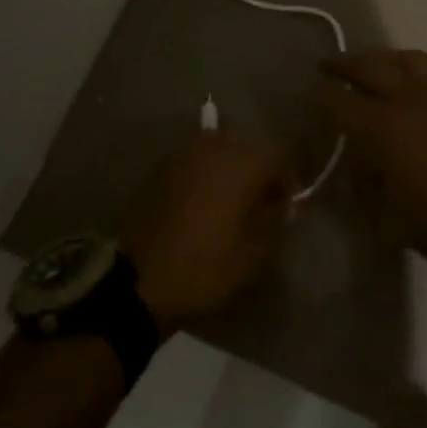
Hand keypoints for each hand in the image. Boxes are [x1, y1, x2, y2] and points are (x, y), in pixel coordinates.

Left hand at [120, 132, 291, 334]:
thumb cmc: (204, 268)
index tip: (286, 205)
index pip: (280, 156)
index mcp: (243, 164)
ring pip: (221, 148)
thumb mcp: (252, 255)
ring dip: (231, 168)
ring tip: (230, 200)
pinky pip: (196, 159)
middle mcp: (216, 147)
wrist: (138, 280)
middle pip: (250, 147)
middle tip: (260, 202)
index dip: (288, 179)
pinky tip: (202, 199)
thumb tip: (283, 204)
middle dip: (259, 170)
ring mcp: (185, 152)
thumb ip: (275, 221)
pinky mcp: (163, 165)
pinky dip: (206, 172)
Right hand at [320, 49, 426, 269]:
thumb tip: (352, 169)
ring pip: (402, 58)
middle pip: (370, 67)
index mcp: (382, 126)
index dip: (322, 95)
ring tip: (370, 63)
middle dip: (345, 64)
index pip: (340, 101)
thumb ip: (365, 188)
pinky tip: (406, 77)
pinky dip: (407, 64)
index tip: (311, 92)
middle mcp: (406, 98)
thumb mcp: (391, 219)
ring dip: (380, 57)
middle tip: (329, 65)